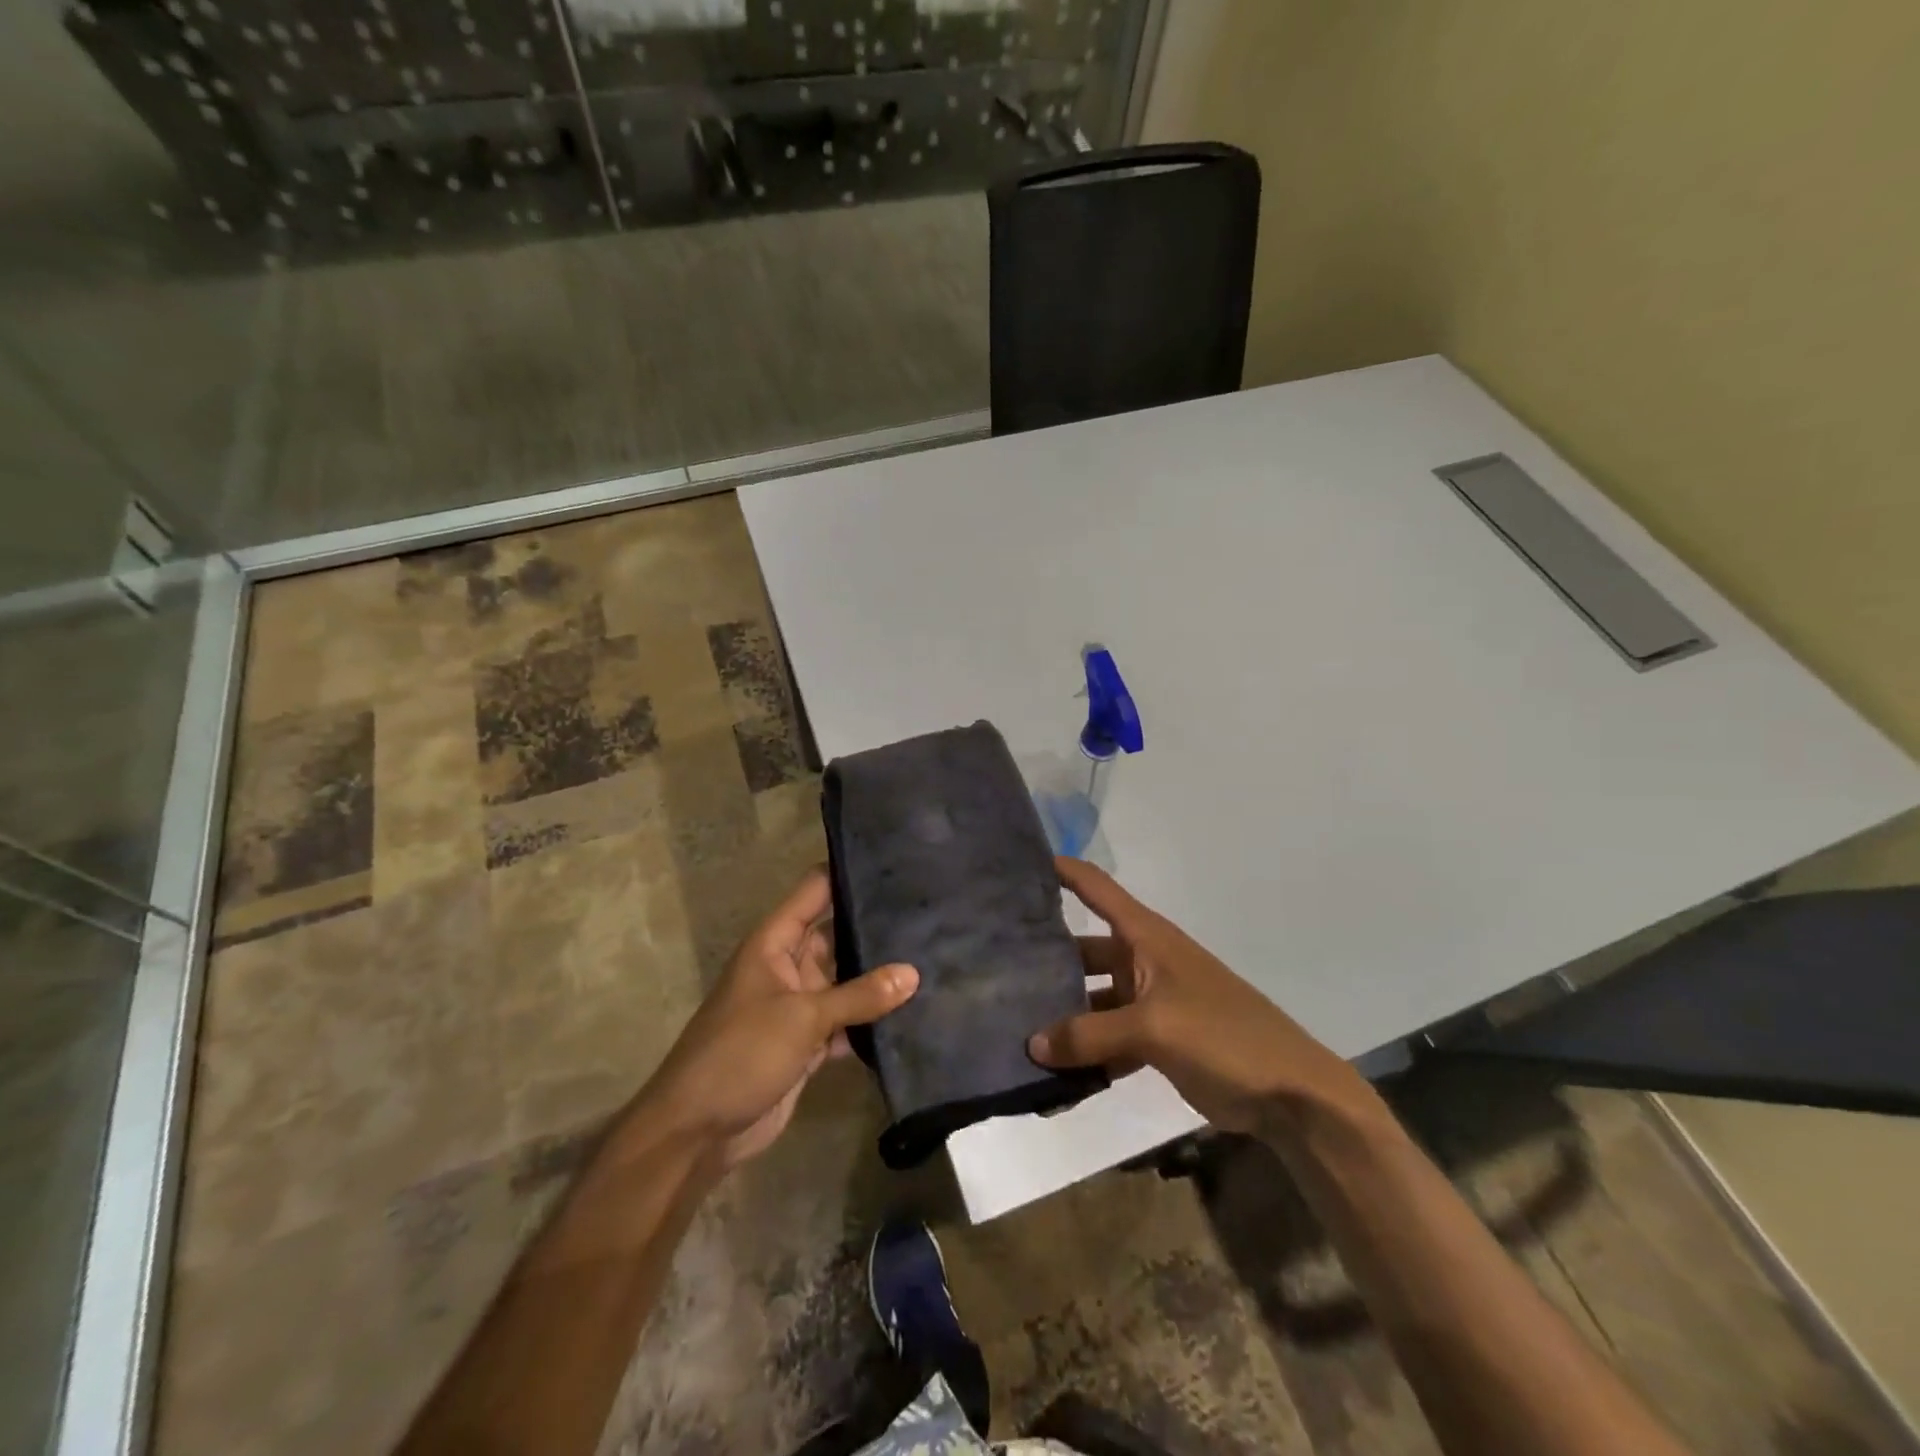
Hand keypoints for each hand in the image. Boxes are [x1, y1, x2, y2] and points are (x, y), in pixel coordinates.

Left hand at [636, 868, 917, 1168]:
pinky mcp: (808, 1043)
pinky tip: (913, 1012)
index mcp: (774, 943)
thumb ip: (859, 995)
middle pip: (836, 934)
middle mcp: (788, 966)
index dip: (848, 873)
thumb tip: (914, 973)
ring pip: (846, 980)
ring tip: (933, 954)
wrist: (698, 1131)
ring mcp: (799, 1006)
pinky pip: (846, 1021)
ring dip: (878, 977)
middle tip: (930, 911)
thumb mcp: (802, 1017)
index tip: (895, 862)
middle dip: (875, 926)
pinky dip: (871, 1020)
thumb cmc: (741, 1054)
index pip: (815, 891)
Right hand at [1029, 858, 1365, 1132]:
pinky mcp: (1155, 1039)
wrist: (1290, 1092)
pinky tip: (1051, 1070)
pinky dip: (1084, 1051)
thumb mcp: (1154, 1027)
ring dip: (1061, 1012)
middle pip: (1083, 948)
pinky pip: (1107, 1038)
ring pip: (1091, 998)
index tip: (1017, 865)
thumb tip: (1031, 1044)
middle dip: (1045, 956)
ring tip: (1011, 1021)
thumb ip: (1090, 1034)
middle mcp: (1142, 960)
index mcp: (1146, 937)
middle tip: (994, 966)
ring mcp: (1148, 1001)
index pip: (1095, 887)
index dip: (1060, 870)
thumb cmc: (1224, 1035)